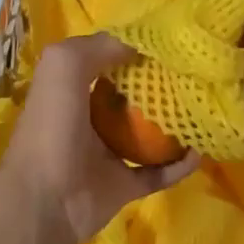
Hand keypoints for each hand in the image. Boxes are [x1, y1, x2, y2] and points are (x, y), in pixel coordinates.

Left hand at [0, 33, 199, 243]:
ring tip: (202, 108)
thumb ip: (101, 46)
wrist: (41, 201)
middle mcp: (90, 115)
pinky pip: (157, 172)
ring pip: (147, 133)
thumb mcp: (65, 64)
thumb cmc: (52, 124)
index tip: (169, 42)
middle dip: (159, 84)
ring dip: (172, 123)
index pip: (108, 58)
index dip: (134, 48)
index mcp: (73, 85)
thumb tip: (140, 46)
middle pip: (131, 94)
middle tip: (193, 74)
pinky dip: (178, 165)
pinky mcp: (123, 186)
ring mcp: (107, 152)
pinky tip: (200, 152)